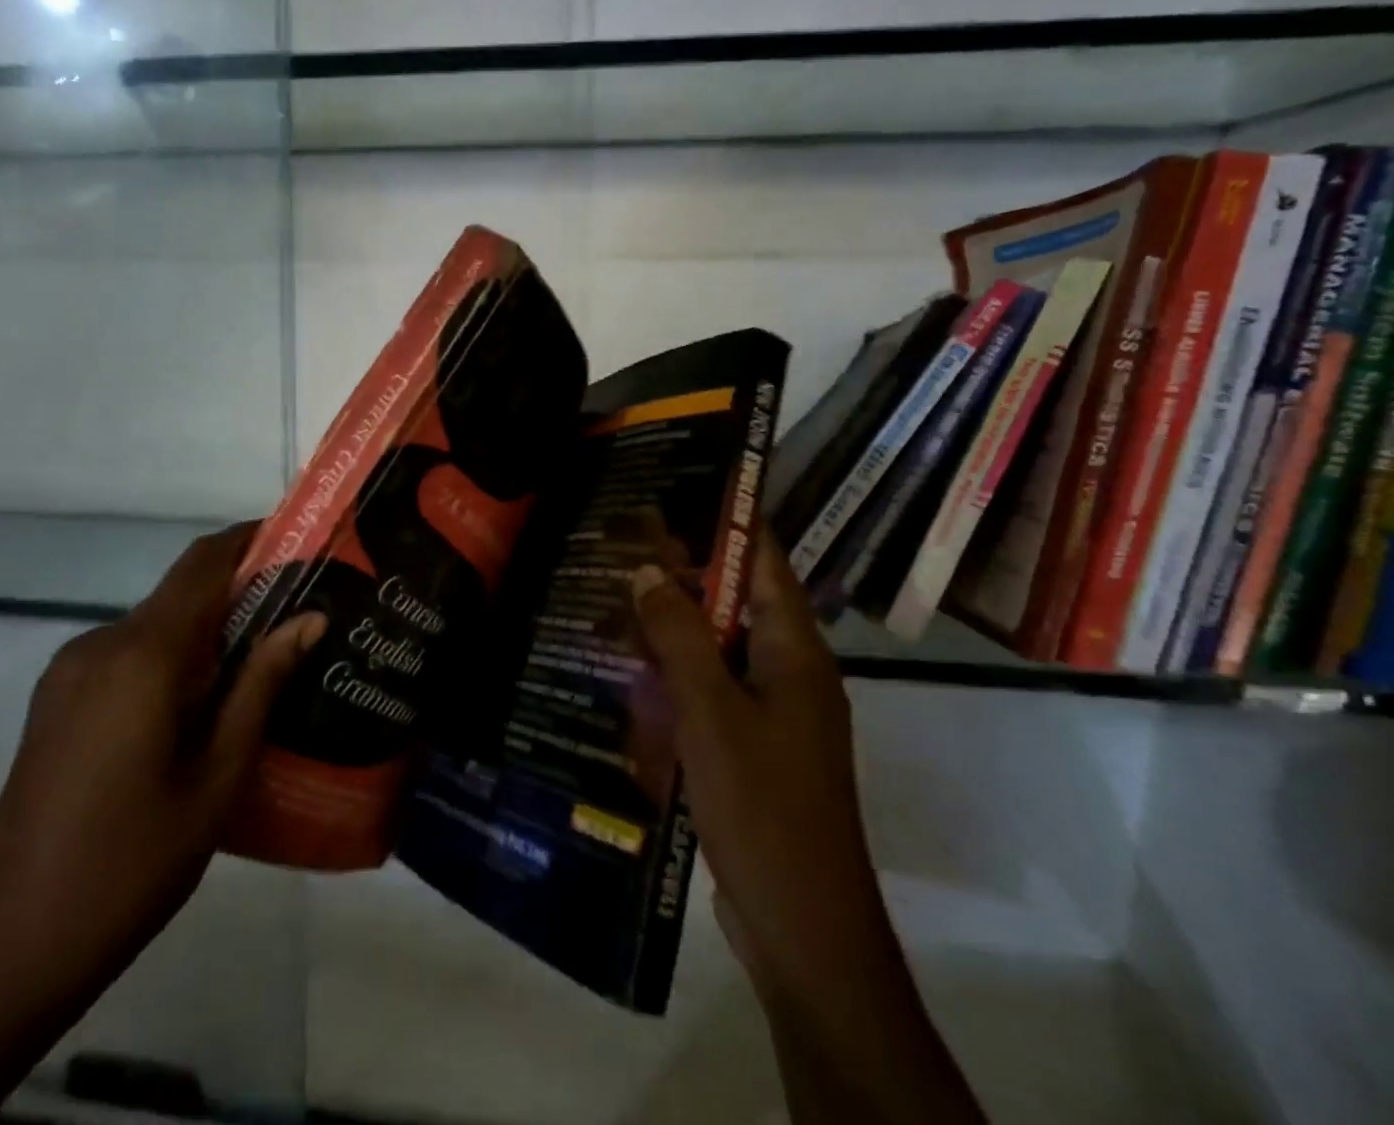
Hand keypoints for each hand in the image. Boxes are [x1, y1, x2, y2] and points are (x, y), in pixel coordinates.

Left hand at [0, 522, 325, 1007]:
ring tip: (259, 662)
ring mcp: (69, 670)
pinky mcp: (56, 698)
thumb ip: (261, 684)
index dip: (250, 539)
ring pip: (155, 623)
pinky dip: (170, 656)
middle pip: (181, 590)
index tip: (300, 540)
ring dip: (205, 628)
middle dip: (239, 590)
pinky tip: (200, 702)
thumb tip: (310, 618)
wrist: (12, 947)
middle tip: (298, 614)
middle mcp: (100, 644)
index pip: (203, 563)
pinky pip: (127, 654)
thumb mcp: (218, 776)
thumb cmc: (133, 863)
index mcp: (142, 655)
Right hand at [633, 523, 984, 1124]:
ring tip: (613, 592)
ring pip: (717, 645)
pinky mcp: (750, 745)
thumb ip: (680, 636)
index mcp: (795, 650)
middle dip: (682, 570)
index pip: (763, 560)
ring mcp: (771, 711)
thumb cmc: (764, 807)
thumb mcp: (713, 713)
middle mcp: (789, 670)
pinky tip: (627, 666)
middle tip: (622, 540)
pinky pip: (709, 688)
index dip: (724, 520)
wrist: (802, 927)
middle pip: (735, 599)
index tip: (675, 487)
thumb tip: (646, 569)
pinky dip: (673, 670)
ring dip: (672, 622)